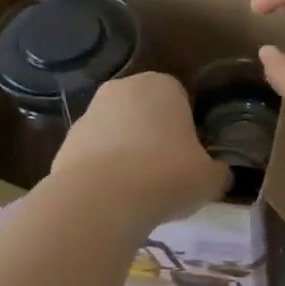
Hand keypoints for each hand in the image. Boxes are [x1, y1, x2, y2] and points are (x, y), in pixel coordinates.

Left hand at [49, 73, 228, 229]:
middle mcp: (123, 89)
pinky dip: (103, 173)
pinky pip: (94, 156)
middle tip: (167, 173)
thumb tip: (218, 173)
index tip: (191, 157)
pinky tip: (114, 200)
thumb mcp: (210, 179)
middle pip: (146, 112)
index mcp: (163, 85)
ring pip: (117, 133)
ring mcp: (89, 114)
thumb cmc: (166, 176)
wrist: (100, 200)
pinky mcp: (65, 143)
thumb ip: (218, 171)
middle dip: (154, 137)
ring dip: (127, 154)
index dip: (188, 129)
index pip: (181, 99)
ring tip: (139, 192)